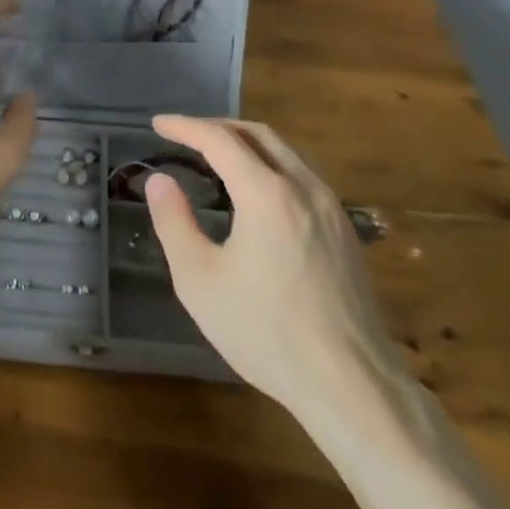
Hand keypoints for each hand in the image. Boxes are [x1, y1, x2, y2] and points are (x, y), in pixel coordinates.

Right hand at [144, 116, 408, 420]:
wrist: (351, 384)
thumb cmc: (266, 332)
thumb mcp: (199, 280)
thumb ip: (174, 222)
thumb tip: (159, 180)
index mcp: (267, 194)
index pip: (220, 140)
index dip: (186, 126)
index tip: (158, 124)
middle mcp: (303, 187)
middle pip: (259, 135)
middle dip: (218, 127)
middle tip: (186, 134)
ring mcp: (331, 207)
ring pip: (287, 152)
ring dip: (248, 142)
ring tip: (219, 154)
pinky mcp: (345, 230)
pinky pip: (304, 175)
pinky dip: (272, 164)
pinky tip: (259, 190)